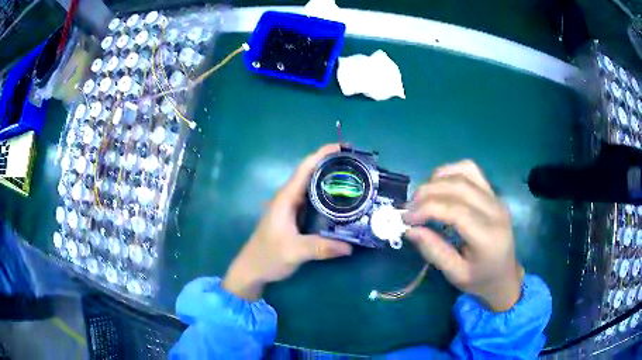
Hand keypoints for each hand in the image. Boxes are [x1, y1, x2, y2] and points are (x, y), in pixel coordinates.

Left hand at [222, 144, 352, 300]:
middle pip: (311, 173)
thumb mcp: (294, 252)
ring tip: (354, 178)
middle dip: (332, 164)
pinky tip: (342, 201)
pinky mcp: (295, 217)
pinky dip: (327, 195)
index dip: (323, 154)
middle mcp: (289, 198)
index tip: (344, 148)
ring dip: (330, 179)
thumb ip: (320, 248)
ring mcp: (291, 207)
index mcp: (286, 198)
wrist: (253, 269)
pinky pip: (314, 200)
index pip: (305, 168)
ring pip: (313, 186)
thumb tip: (350, 246)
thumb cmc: (268, 256)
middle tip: (357, 165)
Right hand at [403, 160, 522, 311]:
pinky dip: (451, 172)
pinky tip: (439, 185)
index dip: (427, 209)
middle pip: (458, 187)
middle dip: (427, 193)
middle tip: (408, 208)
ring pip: (464, 172)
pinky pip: (471, 171)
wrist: (505, 275)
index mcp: (488, 236)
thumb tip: (409, 229)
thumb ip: (434, 251)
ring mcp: (496, 197)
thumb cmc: (480, 280)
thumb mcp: (455, 274)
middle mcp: (495, 210)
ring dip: (437, 179)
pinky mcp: (493, 193)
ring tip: (422, 197)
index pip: (456, 210)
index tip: (406, 219)